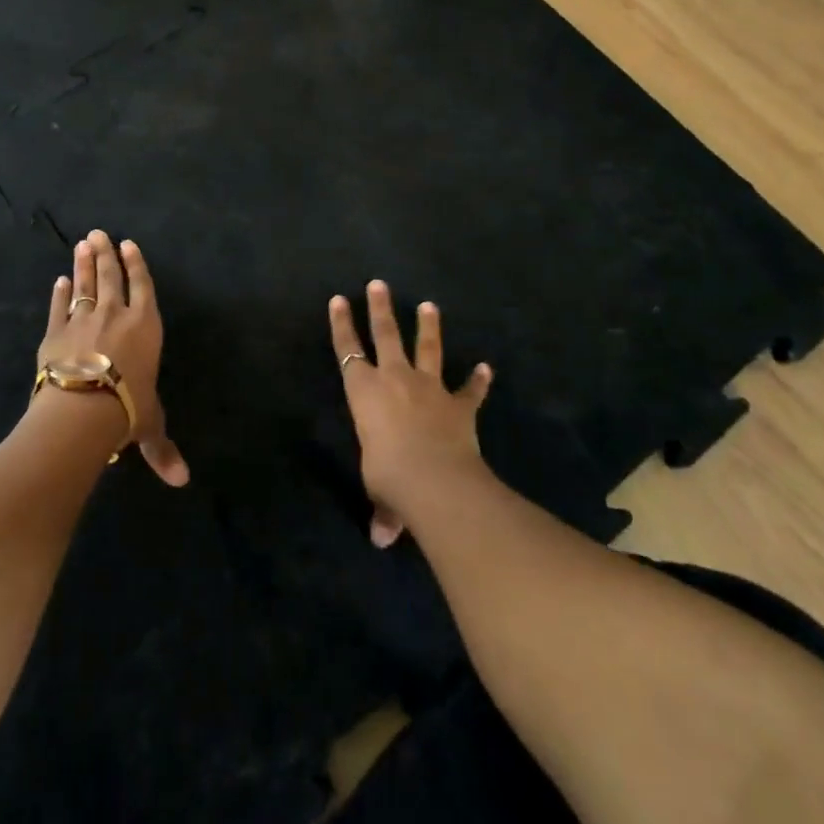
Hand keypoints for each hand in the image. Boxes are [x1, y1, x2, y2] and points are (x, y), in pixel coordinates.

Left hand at [35, 230, 189, 486]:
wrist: (83, 408)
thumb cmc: (127, 410)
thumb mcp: (149, 426)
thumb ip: (162, 448)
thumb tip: (182, 481)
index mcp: (144, 326)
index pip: (143, 287)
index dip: (137, 264)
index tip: (129, 244)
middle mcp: (115, 315)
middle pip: (110, 277)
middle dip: (106, 254)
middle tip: (99, 233)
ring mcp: (83, 320)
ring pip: (84, 284)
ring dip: (83, 263)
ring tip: (82, 243)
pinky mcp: (55, 332)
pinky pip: (58, 307)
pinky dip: (59, 294)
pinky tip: (58, 281)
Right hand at [330, 280, 493, 547]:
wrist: (435, 479)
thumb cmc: (389, 476)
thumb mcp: (379, 491)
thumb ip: (384, 509)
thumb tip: (382, 539)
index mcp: (363, 391)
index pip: (346, 350)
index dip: (340, 324)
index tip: (337, 299)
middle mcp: (394, 379)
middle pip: (385, 334)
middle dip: (380, 308)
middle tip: (379, 284)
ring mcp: (429, 388)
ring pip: (427, 348)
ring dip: (429, 327)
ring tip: (430, 305)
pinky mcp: (459, 405)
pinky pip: (469, 390)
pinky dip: (478, 381)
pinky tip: (486, 368)